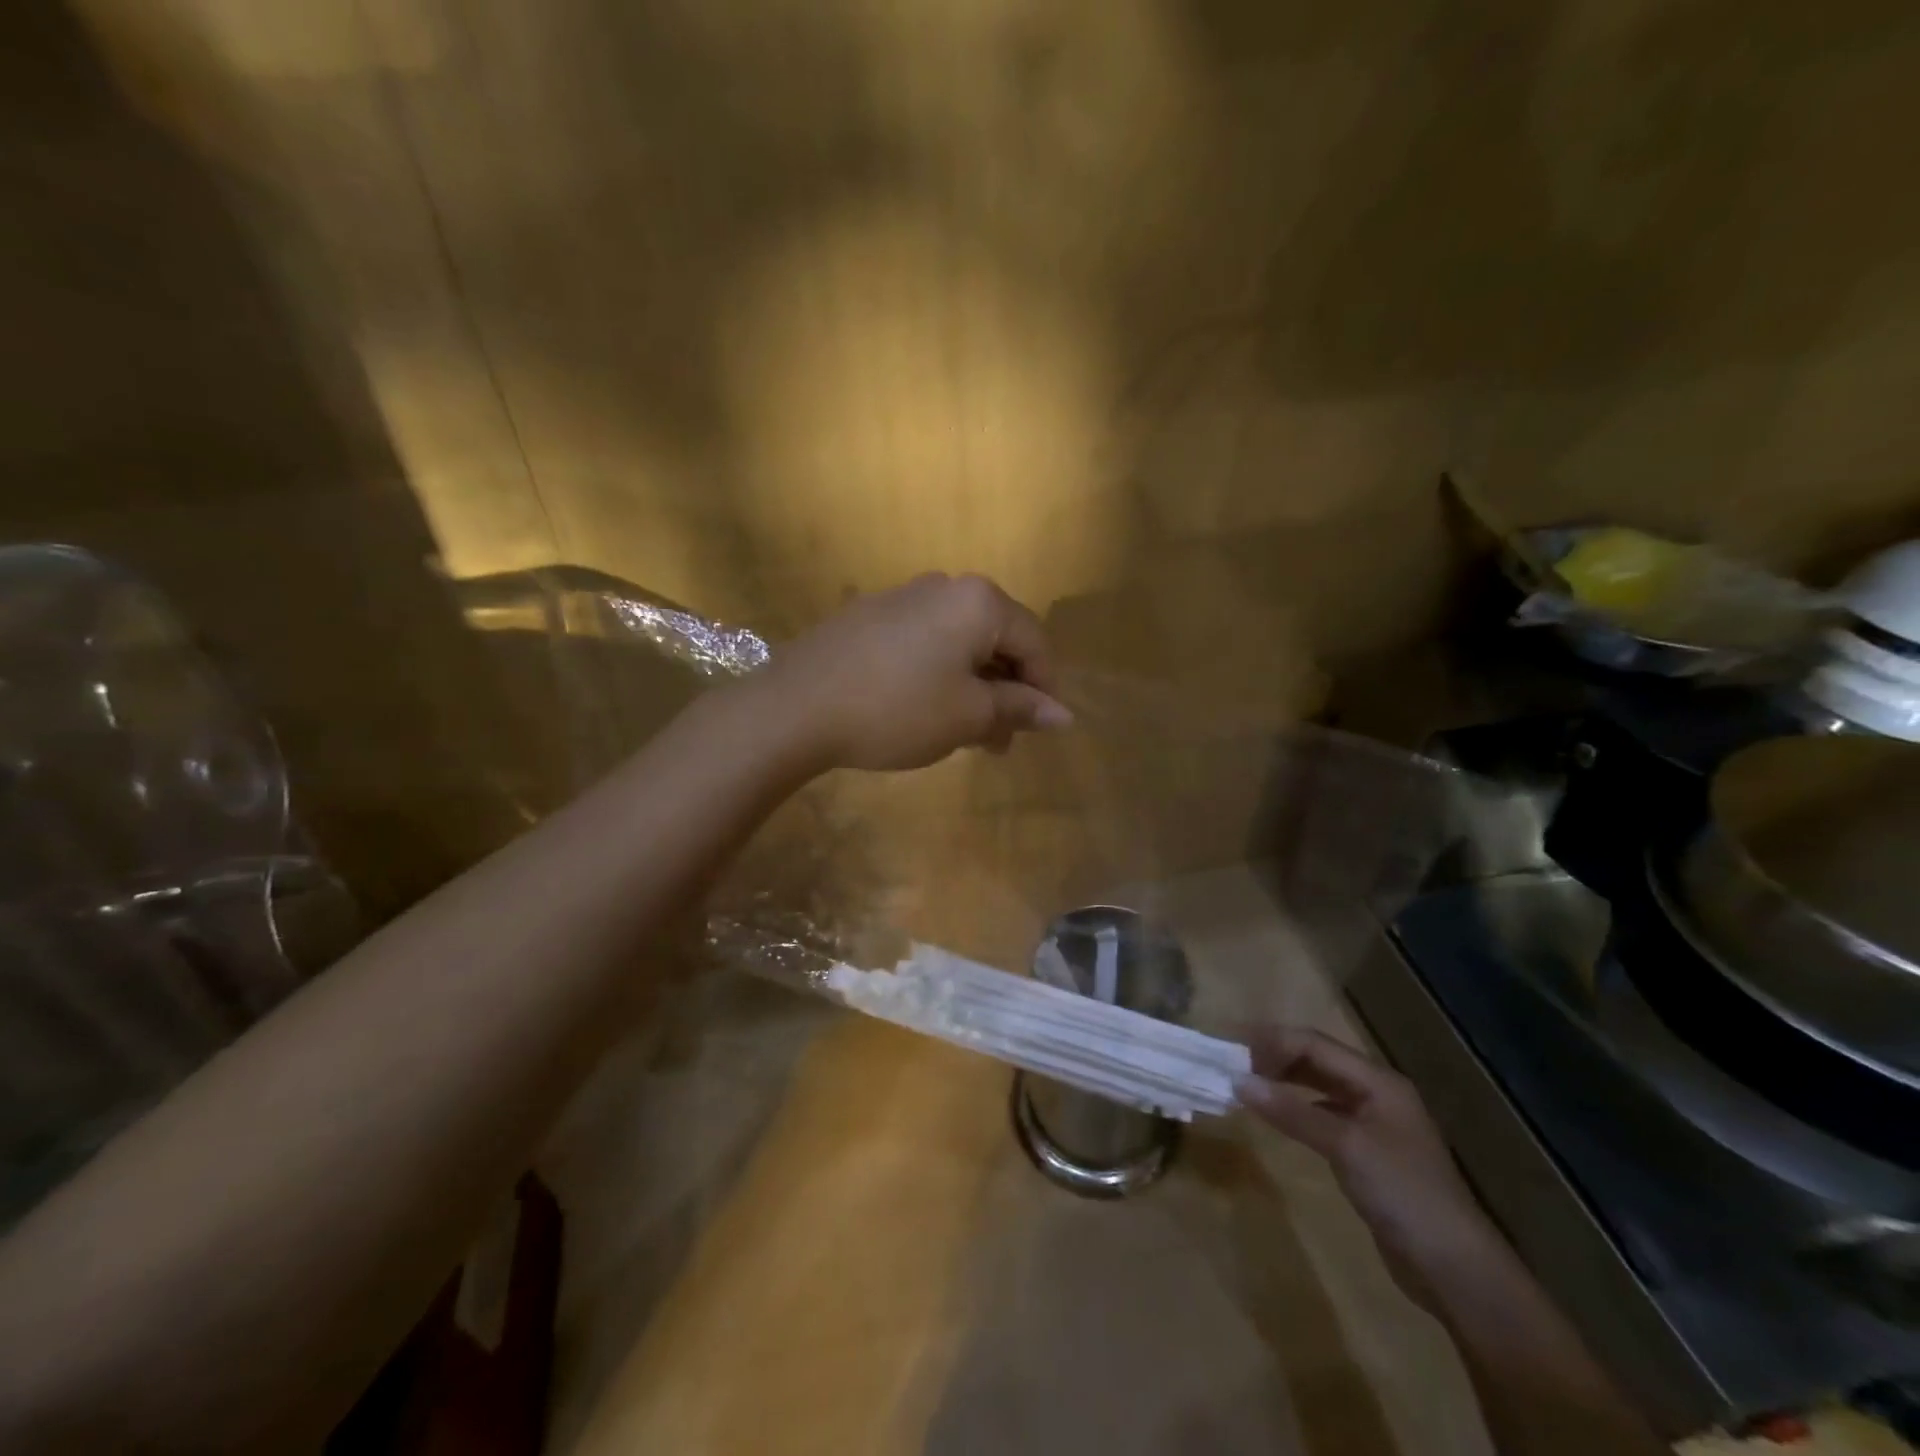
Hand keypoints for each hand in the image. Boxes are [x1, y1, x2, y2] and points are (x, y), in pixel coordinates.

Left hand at [760, 573, 1072, 772]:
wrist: (796, 707)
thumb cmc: (897, 709)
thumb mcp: (968, 716)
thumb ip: (1019, 709)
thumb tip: (1063, 714)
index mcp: (977, 601)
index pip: (1034, 641)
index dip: (1044, 688)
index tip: (1039, 730)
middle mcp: (943, 586)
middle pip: (996, 637)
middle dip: (1005, 690)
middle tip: (999, 739)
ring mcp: (900, 597)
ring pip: (958, 642)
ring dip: (972, 686)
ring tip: (964, 733)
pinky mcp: (868, 616)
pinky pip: (923, 642)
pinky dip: (938, 674)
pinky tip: (923, 709)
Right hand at [1237, 1027, 1502, 1311]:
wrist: (1454, 1268)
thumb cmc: (1403, 1193)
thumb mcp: (1345, 1145)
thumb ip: (1291, 1111)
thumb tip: (1238, 1081)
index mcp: (1377, 1081)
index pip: (1315, 1044)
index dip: (1273, 1040)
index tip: (1232, 1046)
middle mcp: (1376, 1093)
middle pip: (1317, 1059)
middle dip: (1276, 1056)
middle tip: (1233, 1063)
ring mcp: (1373, 1124)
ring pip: (1319, 1086)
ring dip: (1284, 1081)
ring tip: (1247, 1083)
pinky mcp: (1367, 1153)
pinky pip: (1323, 1114)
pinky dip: (1296, 1108)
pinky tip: (1277, 1115)